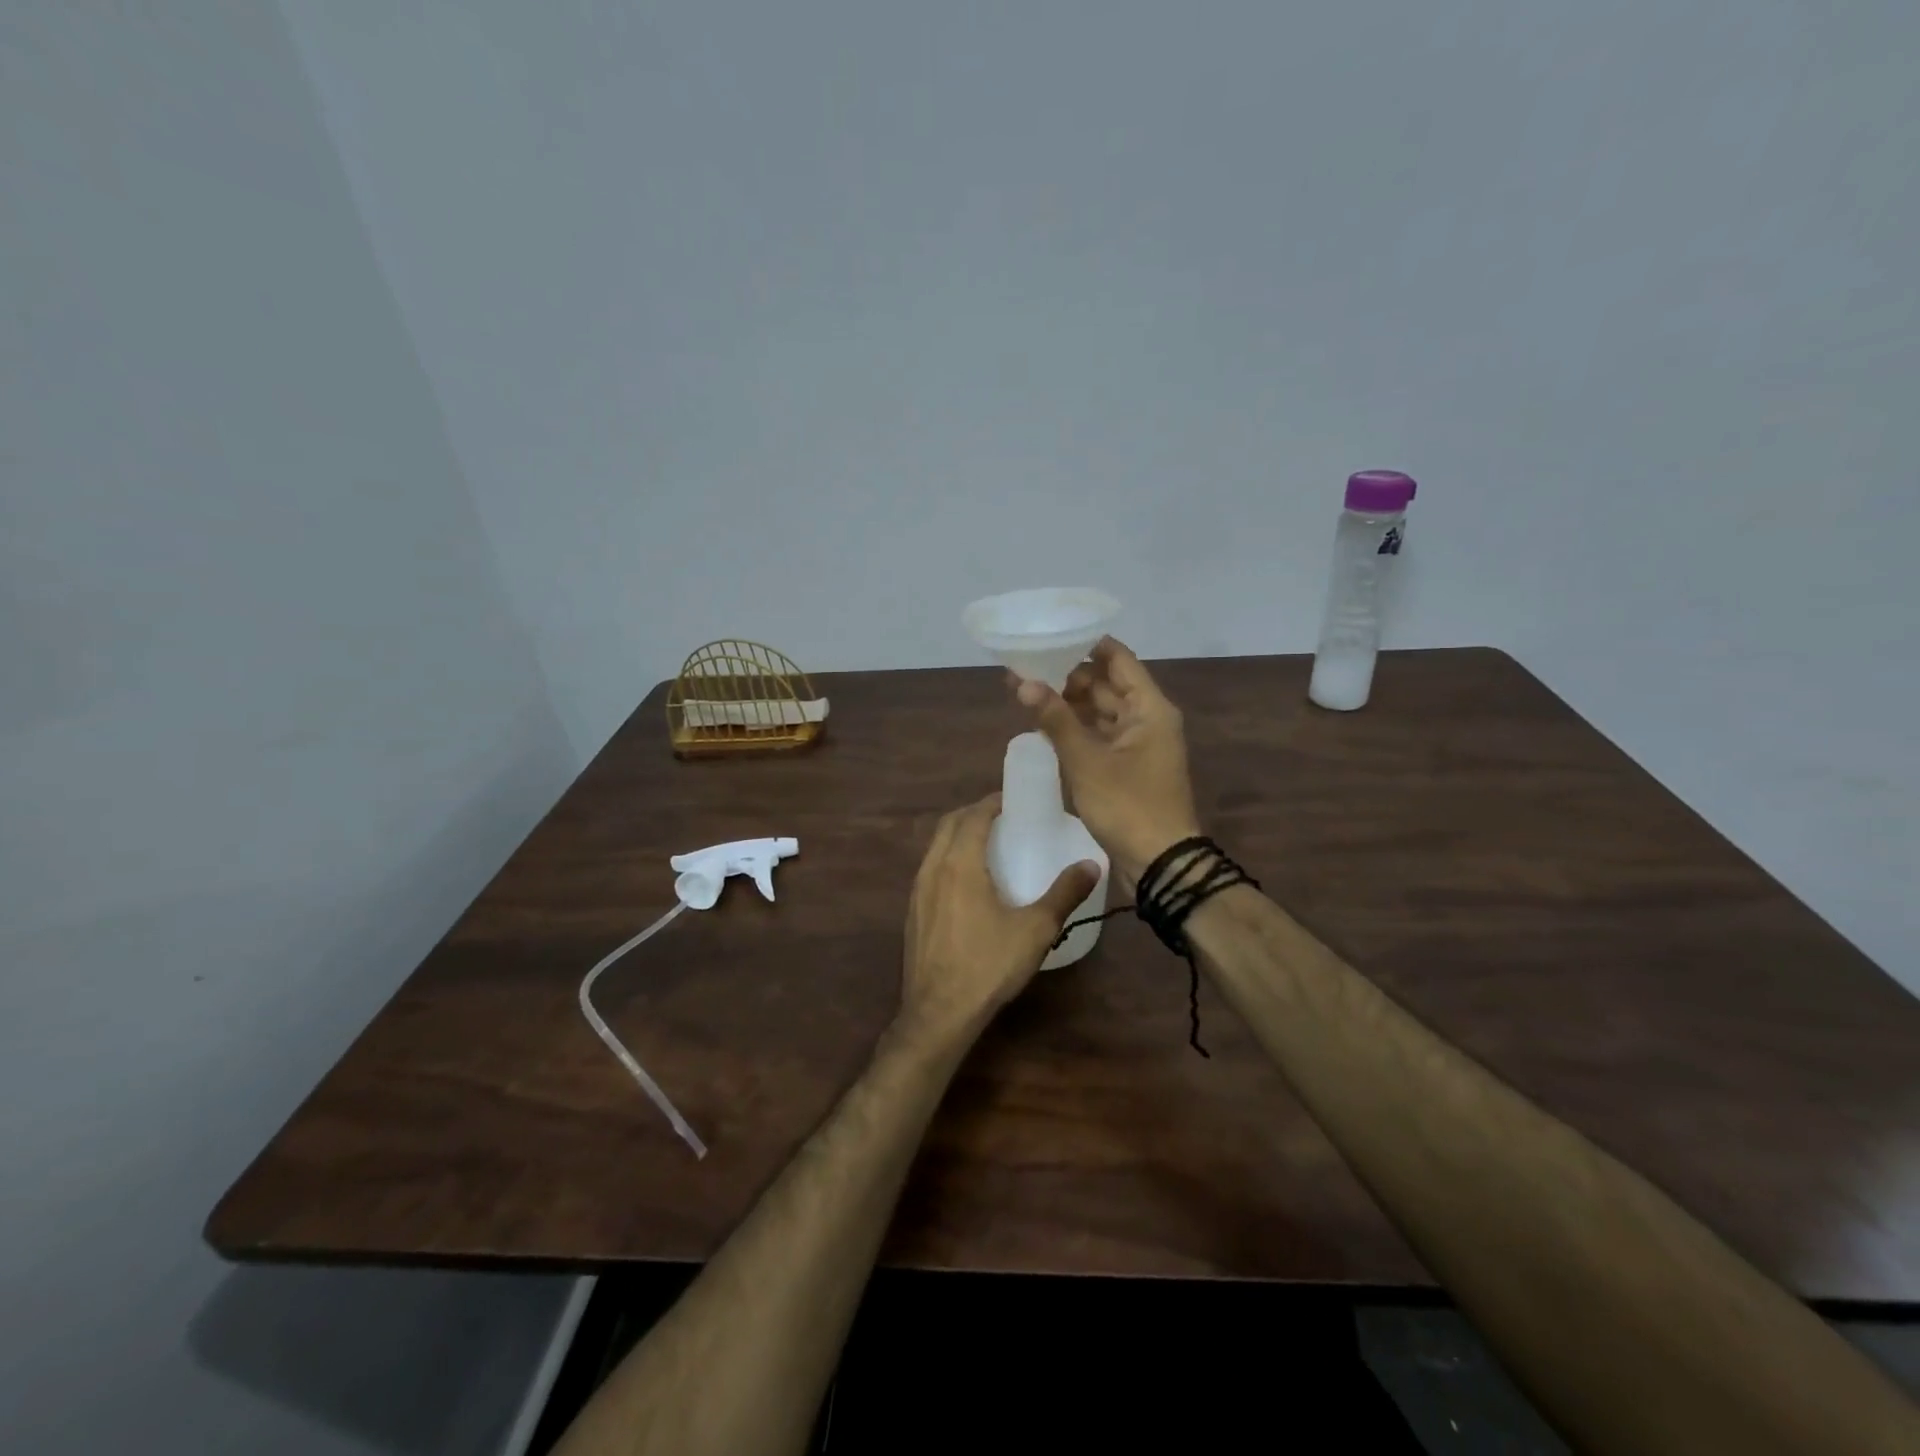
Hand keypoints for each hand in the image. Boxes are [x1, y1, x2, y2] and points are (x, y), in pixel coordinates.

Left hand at [900, 795, 1099, 1040]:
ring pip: (935, 846)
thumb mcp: (1035, 929)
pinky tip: (967, 882)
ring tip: (987, 844)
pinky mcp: (912, 912)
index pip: (973, 816)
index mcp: (959, 864)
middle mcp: (932, 868)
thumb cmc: (988, 966)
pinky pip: (929, 869)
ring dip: (958, 834)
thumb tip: (1092, 864)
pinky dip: (948, 858)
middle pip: (949, 824)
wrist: (938, 1013)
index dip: (992, 802)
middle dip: (973, 813)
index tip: (1013, 799)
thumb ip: (1064, 893)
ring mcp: (917, 891)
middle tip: (1003, 816)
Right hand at [1015, 636, 1202, 886]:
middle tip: (1026, 668)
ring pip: (1101, 712)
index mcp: (1149, 708)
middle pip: (1107, 684)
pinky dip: (1075, 729)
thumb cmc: (1128, 806)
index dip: (1085, 644)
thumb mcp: (1087, 760)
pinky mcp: (1126, 767)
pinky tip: (1045, 725)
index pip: (1118, 659)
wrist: (1159, 863)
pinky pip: (1099, 736)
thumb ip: (1056, 719)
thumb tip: (1023, 682)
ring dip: (1069, 703)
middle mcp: (1146, 719)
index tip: (1050, 636)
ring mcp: (1137, 745)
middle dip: (1068, 675)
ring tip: (1027, 692)